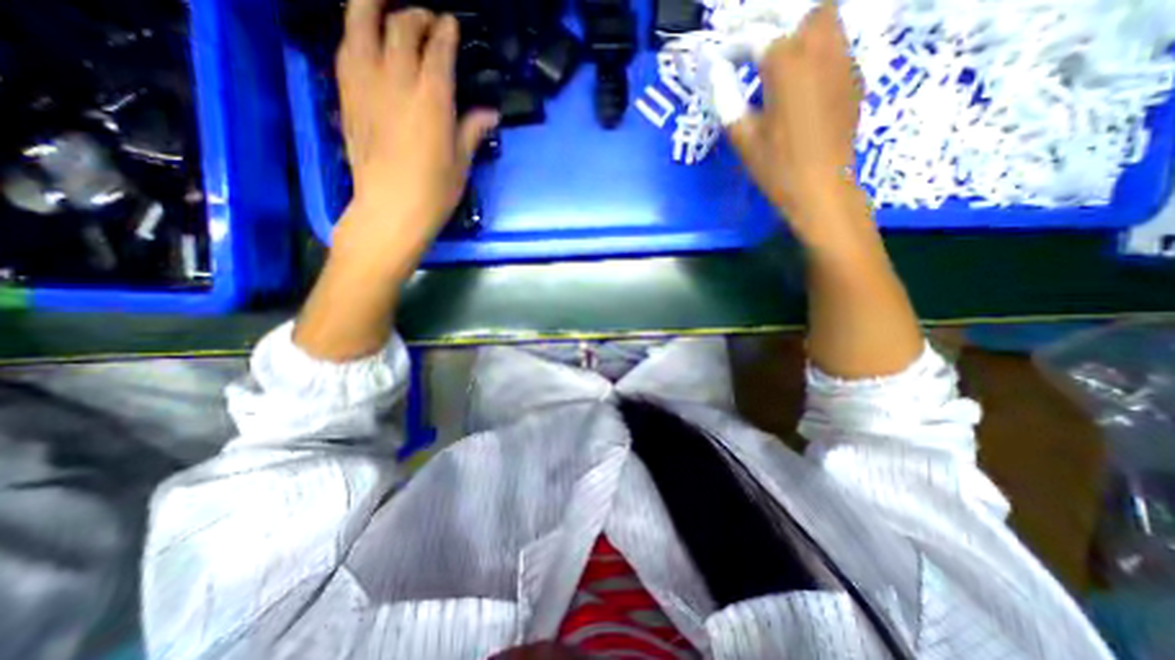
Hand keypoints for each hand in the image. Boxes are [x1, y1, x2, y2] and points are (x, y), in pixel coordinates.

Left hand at [332, 3, 497, 258]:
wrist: (390, 208)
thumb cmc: (434, 191)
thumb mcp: (461, 163)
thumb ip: (473, 130)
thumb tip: (491, 114)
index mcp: (432, 100)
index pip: (438, 50)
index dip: (445, 32)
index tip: (451, 25)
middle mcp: (397, 81)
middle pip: (400, 27)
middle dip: (415, 16)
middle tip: (426, 20)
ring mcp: (366, 84)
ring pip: (360, 23)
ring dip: (372, 6)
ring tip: (383, 5)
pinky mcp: (346, 95)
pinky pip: (345, 49)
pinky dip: (355, 34)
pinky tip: (363, 38)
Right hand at [732, 1, 864, 242]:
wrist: (821, 188)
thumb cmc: (777, 167)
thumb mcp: (743, 137)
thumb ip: (727, 98)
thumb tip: (715, 71)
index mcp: (787, 65)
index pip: (757, 35)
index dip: (734, 42)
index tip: (720, 57)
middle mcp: (820, 49)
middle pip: (800, 8)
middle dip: (772, 17)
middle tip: (751, 39)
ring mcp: (843, 61)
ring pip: (825, 19)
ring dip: (798, 25)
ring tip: (776, 50)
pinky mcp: (853, 77)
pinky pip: (837, 43)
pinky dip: (815, 46)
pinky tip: (800, 72)